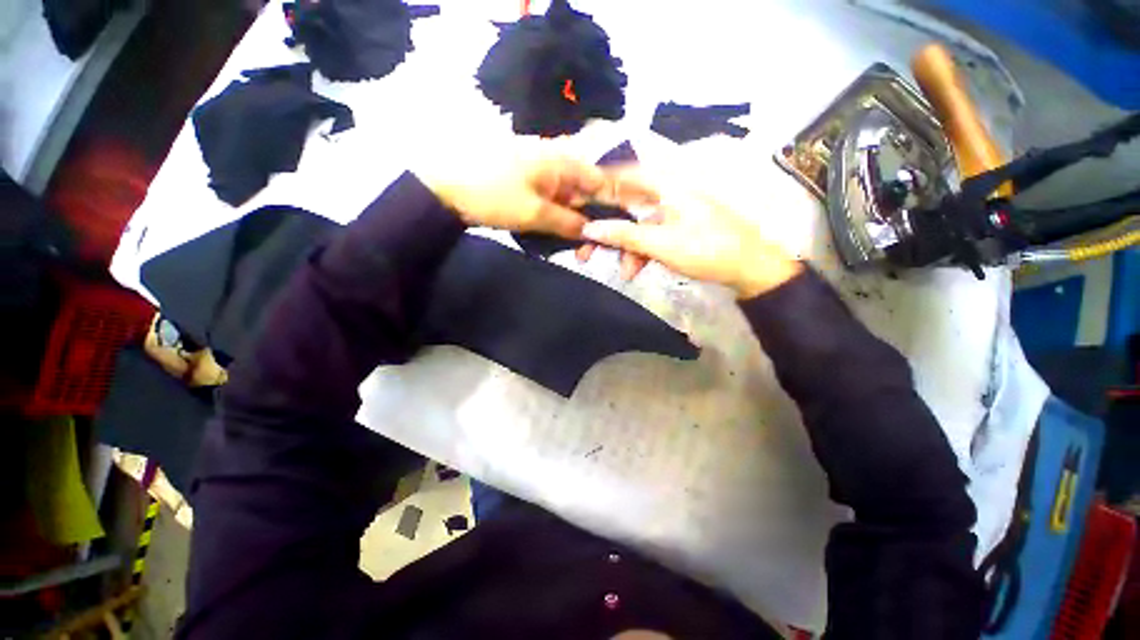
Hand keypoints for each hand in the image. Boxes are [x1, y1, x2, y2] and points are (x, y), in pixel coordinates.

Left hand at [420, 156, 652, 238]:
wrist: (448, 188)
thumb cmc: (492, 194)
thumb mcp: (534, 212)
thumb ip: (568, 222)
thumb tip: (594, 232)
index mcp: (565, 163)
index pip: (609, 180)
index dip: (632, 195)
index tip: (654, 208)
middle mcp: (562, 166)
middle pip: (596, 194)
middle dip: (606, 222)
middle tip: (610, 249)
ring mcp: (549, 178)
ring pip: (579, 204)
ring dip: (585, 229)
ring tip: (583, 255)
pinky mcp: (537, 190)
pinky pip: (562, 207)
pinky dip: (568, 225)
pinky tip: (569, 242)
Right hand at [580, 192, 802, 298]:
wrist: (750, 268)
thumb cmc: (706, 249)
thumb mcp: (660, 244)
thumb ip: (623, 235)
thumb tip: (589, 229)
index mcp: (666, 184)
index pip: (624, 174)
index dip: (598, 185)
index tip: (576, 200)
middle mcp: (667, 192)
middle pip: (627, 205)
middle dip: (607, 228)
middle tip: (586, 248)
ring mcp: (673, 212)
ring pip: (637, 225)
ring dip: (626, 248)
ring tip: (623, 272)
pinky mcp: (677, 228)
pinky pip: (650, 236)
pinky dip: (641, 252)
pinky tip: (636, 270)